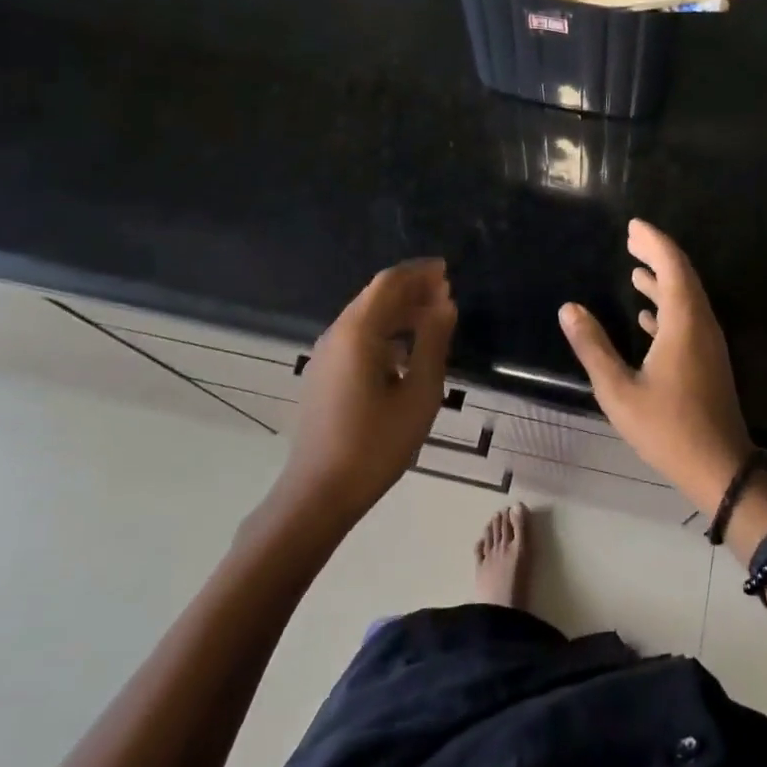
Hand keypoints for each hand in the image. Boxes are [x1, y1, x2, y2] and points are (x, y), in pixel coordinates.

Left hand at [269, 259, 457, 530]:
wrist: (319, 494)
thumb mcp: (420, 393)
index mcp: (358, 332)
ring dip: (400, 310)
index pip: (389, 283)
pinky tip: (407, 350)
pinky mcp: (324, 375)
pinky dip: (385, 330)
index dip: (420, 273)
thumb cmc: (376, 444)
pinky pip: (357, 337)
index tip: (448, 271)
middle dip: (412, 289)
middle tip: (446, 293)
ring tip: (434, 317)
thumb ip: (434, 342)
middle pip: (376, 296)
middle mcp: (336, 334)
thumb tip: (445, 303)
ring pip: (366, 316)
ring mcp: (326, 356)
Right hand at [558, 219, 755, 516]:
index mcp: (684, 322)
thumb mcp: (619, 390)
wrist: (719, 467)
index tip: (633, 226)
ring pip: (687, 298)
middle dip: (658, 254)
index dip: (654, 241)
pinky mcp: (708, 360)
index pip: (672, 266)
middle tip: (632, 238)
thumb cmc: (667, 428)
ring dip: (663, 280)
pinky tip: (647, 315)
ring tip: (636, 269)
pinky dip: (668, 306)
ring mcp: (708, 343)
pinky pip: (689, 318)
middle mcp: (701, 324)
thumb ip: (593, 346)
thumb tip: (569, 308)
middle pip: (682, 276)